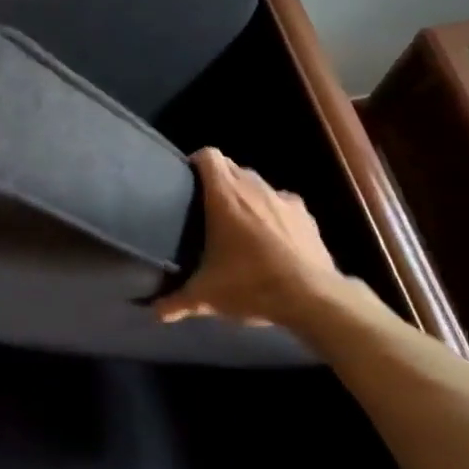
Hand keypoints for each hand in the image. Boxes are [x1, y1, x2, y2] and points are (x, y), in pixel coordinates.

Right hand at [154, 147, 367, 330]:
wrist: (313, 297)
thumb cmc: (251, 284)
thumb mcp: (207, 296)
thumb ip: (177, 301)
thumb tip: (155, 313)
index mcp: (225, 195)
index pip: (208, 156)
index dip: (196, 163)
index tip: (187, 181)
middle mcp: (254, 187)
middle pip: (231, 168)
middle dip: (219, 181)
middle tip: (207, 208)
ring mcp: (283, 198)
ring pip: (257, 184)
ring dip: (246, 196)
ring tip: (239, 224)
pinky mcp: (306, 214)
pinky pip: (282, 203)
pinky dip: (273, 212)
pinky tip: (272, 238)